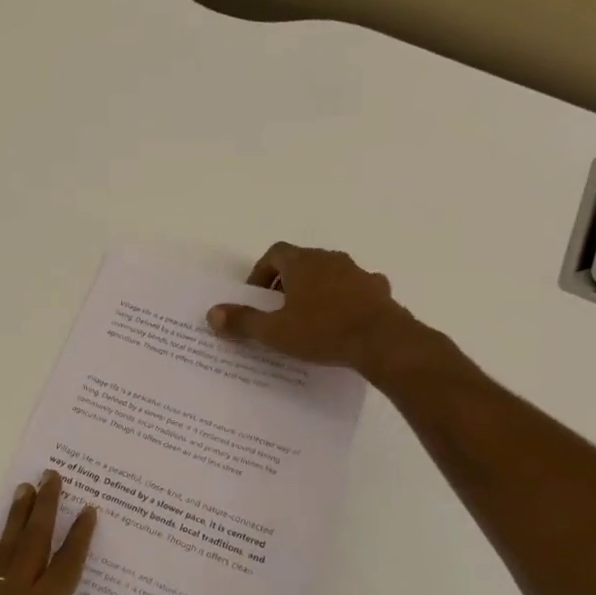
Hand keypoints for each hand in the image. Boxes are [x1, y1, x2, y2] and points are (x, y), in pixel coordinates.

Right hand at [206, 242, 418, 373]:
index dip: (262, 272)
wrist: (383, 341)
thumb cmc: (322, 331)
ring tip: (309, 318)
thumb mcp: (275, 331)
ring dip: (316, 289)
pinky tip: (343, 320)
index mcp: (302, 262)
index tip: (256, 297)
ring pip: (329, 274)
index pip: (275, 253)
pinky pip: (356, 288)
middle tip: (278, 310)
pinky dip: (345, 299)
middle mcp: (330, 259)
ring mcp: (358, 272)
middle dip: (287, 282)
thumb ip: (242, 321)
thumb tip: (212, 313)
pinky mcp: (378, 290)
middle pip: (302, 262)